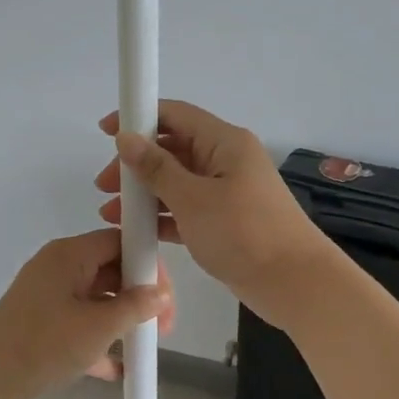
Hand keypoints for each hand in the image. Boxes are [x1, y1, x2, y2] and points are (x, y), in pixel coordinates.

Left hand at [0, 229, 174, 398]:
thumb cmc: (45, 343)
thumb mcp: (99, 326)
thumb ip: (135, 307)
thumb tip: (162, 294)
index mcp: (70, 254)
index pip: (120, 241)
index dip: (148, 264)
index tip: (166, 296)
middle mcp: (58, 266)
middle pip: (111, 269)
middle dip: (139, 297)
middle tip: (162, 327)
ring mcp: (47, 293)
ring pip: (97, 297)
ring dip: (121, 319)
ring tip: (142, 346)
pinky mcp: (40, 319)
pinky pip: (79, 320)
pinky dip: (98, 337)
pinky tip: (116, 368)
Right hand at [95, 100, 336, 326]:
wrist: (294, 283)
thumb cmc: (243, 233)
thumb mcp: (193, 199)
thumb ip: (156, 168)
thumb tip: (125, 138)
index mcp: (224, 143)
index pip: (175, 115)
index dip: (139, 118)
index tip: (105, 131)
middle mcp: (226, 161)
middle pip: (172, 149)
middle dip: (136, 164)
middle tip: (104, 185)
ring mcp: (226, 192)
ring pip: (176, 182)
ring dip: (144, 194)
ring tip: (111, 213)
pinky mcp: (225, 222)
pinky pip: (185, 210)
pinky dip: (162, 216)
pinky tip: (136, 231)